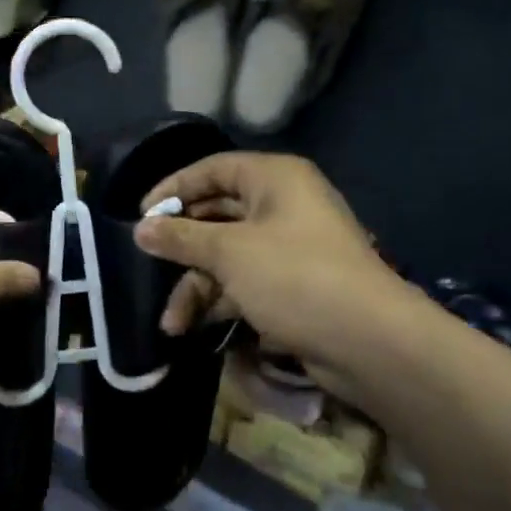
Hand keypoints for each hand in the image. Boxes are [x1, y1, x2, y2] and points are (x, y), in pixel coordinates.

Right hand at [135, 153, 413, 373]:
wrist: (370, 341)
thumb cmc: (294, 277)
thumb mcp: (229, 253)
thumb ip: (181, 238)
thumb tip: (140, 228)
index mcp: (274, 179)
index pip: (212, 169)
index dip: (174, 189)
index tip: (142, 214)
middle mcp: (283, 205)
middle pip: (217, 214)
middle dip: (181, 247)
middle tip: (149, 263)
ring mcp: (290, 247)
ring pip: (228, 254)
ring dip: (197, 286)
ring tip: (171, 323)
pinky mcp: (294, 284)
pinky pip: (246, 281)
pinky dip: (221, 300)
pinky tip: (193, 328)